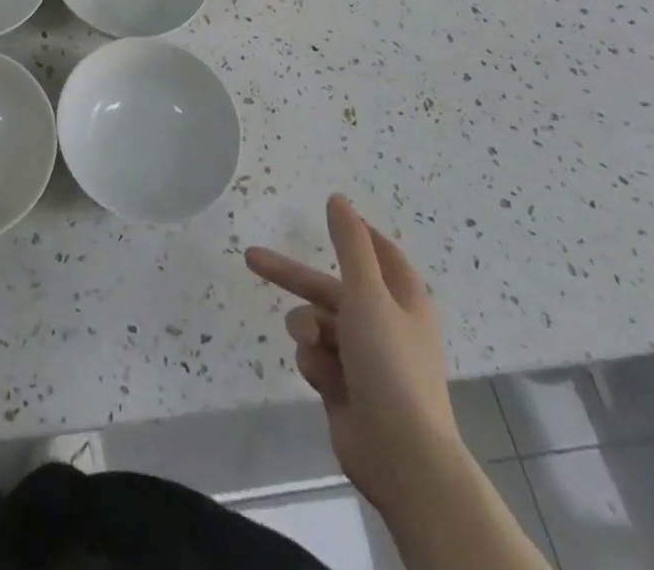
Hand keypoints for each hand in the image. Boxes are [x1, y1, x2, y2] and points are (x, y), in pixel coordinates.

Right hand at [246, 195, 462, 515]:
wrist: (401, 455)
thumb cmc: (389, 363)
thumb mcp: (367, 293)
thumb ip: (350, 244)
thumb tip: (338, 199)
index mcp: (402, 300)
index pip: (381, 255)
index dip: (358, 235)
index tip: (331, 214)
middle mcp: (384, 324)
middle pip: (330, 287)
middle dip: (291, 277)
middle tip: (251, 258)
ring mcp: (364, 359)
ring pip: (317, 323)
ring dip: (306, 328)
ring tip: (310, 346)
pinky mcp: (344, 387)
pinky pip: (315, 358)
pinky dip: (314, 363)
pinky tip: (323, 380)